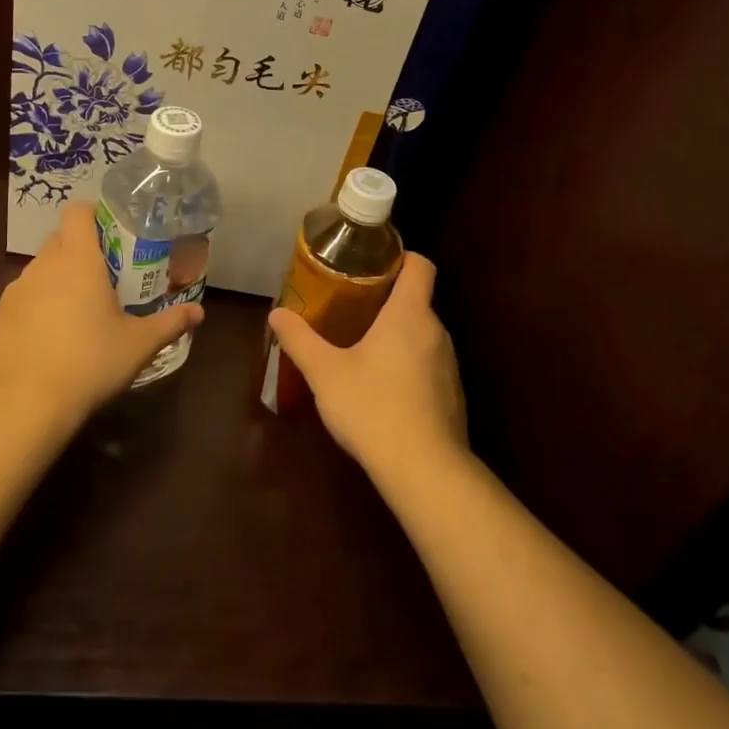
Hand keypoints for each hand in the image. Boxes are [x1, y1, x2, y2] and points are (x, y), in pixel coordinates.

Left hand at [0, 201, 203, 428]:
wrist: (21, 406)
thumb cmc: (88, 363)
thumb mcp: (138, 345)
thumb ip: (170, 323)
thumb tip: (199, 312)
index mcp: (77, 259)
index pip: (78, 211)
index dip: (95, 214)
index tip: (115, 233)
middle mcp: (42, 266)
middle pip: (60, 239)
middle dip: (83, 249)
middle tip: (109, 275)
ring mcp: (15, 291)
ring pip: (42, 269)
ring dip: (61, 279)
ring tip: (83, 311)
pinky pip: (25, 298)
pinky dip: (41, 305)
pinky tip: (55, 338)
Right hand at [266, 253, 467, 476]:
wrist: (425, 471)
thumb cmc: (373, 408)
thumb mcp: (325, 373)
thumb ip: (300, 340)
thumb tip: (276, 314)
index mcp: (409, 315)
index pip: (420, 265)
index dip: (400, 257)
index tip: (372, 262)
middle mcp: (436, 332)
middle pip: (417, 300)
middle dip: (386, 299)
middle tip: (350, 307)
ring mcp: (448, 365)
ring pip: (422, 334)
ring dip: (396, 334)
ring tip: (361, 346)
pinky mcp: (451, 394)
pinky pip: (428, 364)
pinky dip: (407, 364)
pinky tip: (382, 388)